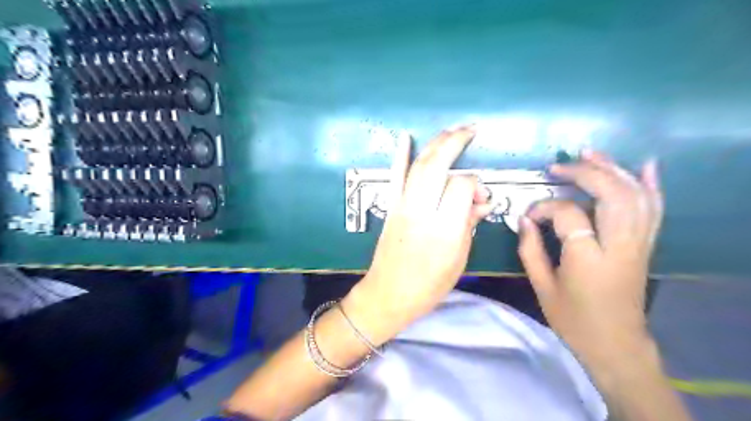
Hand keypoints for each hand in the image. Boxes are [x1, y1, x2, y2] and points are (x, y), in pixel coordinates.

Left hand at [343, 124, 496, 344]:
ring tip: (451, 129)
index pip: (460, 186)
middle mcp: (421, 212)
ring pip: (418, 166)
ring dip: (435, 144)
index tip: (479, 195)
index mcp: (444, 230)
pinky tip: (405, 137)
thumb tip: (484, 201)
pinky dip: (400, 155)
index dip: (474, 184)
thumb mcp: (459, 260)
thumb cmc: (429, 285)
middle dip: (454, 142)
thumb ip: (470, 224)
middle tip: (470, 130)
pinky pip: (395, 177)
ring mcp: (402, 207)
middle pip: (437, 166)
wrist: (388, 294)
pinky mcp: (391, 207)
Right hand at [517, 150, 662, 364]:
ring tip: (589, 153)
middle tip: (558, 166)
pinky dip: (651, 184)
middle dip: (584, 173)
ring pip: (634, 195)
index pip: (568, 214)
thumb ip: (529, 249)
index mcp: (588, 258)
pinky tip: (645, 166)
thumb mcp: (542, 287)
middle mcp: (620, 245)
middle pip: (611, 194)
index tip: (528, 216)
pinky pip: (654, 209)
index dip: (545, 207)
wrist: (615, 344)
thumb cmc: (573, 319)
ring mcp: (638, 244)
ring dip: (613, 169)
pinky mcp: (646, 245)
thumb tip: (523, 219)